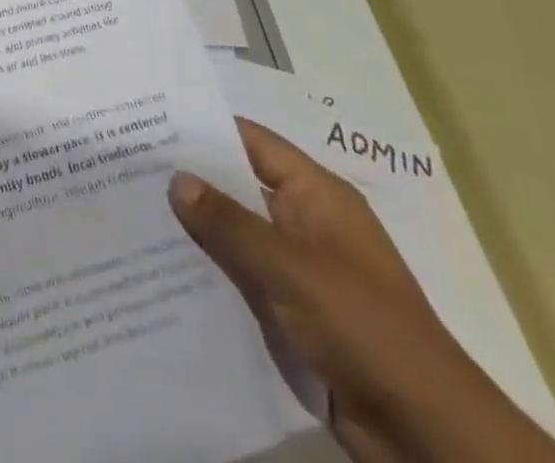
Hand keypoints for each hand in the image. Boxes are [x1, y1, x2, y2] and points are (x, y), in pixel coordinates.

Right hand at [169, 119, 554, 462]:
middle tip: (126, 169)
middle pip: (239, 188)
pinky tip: (163, 274)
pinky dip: (211, 275)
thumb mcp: (290, 268)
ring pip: (237, 238)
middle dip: (190, 181)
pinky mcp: (295, 316)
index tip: (149, 123)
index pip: (251, 142)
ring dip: (196, 232)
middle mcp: (307, 223)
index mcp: (316, 195)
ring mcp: (301, 271)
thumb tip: (176, 178)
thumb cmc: (363, 327)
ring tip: (132, 217)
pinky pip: (243, 282)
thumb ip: (229, 223)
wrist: (428, 434)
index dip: (204, 129)